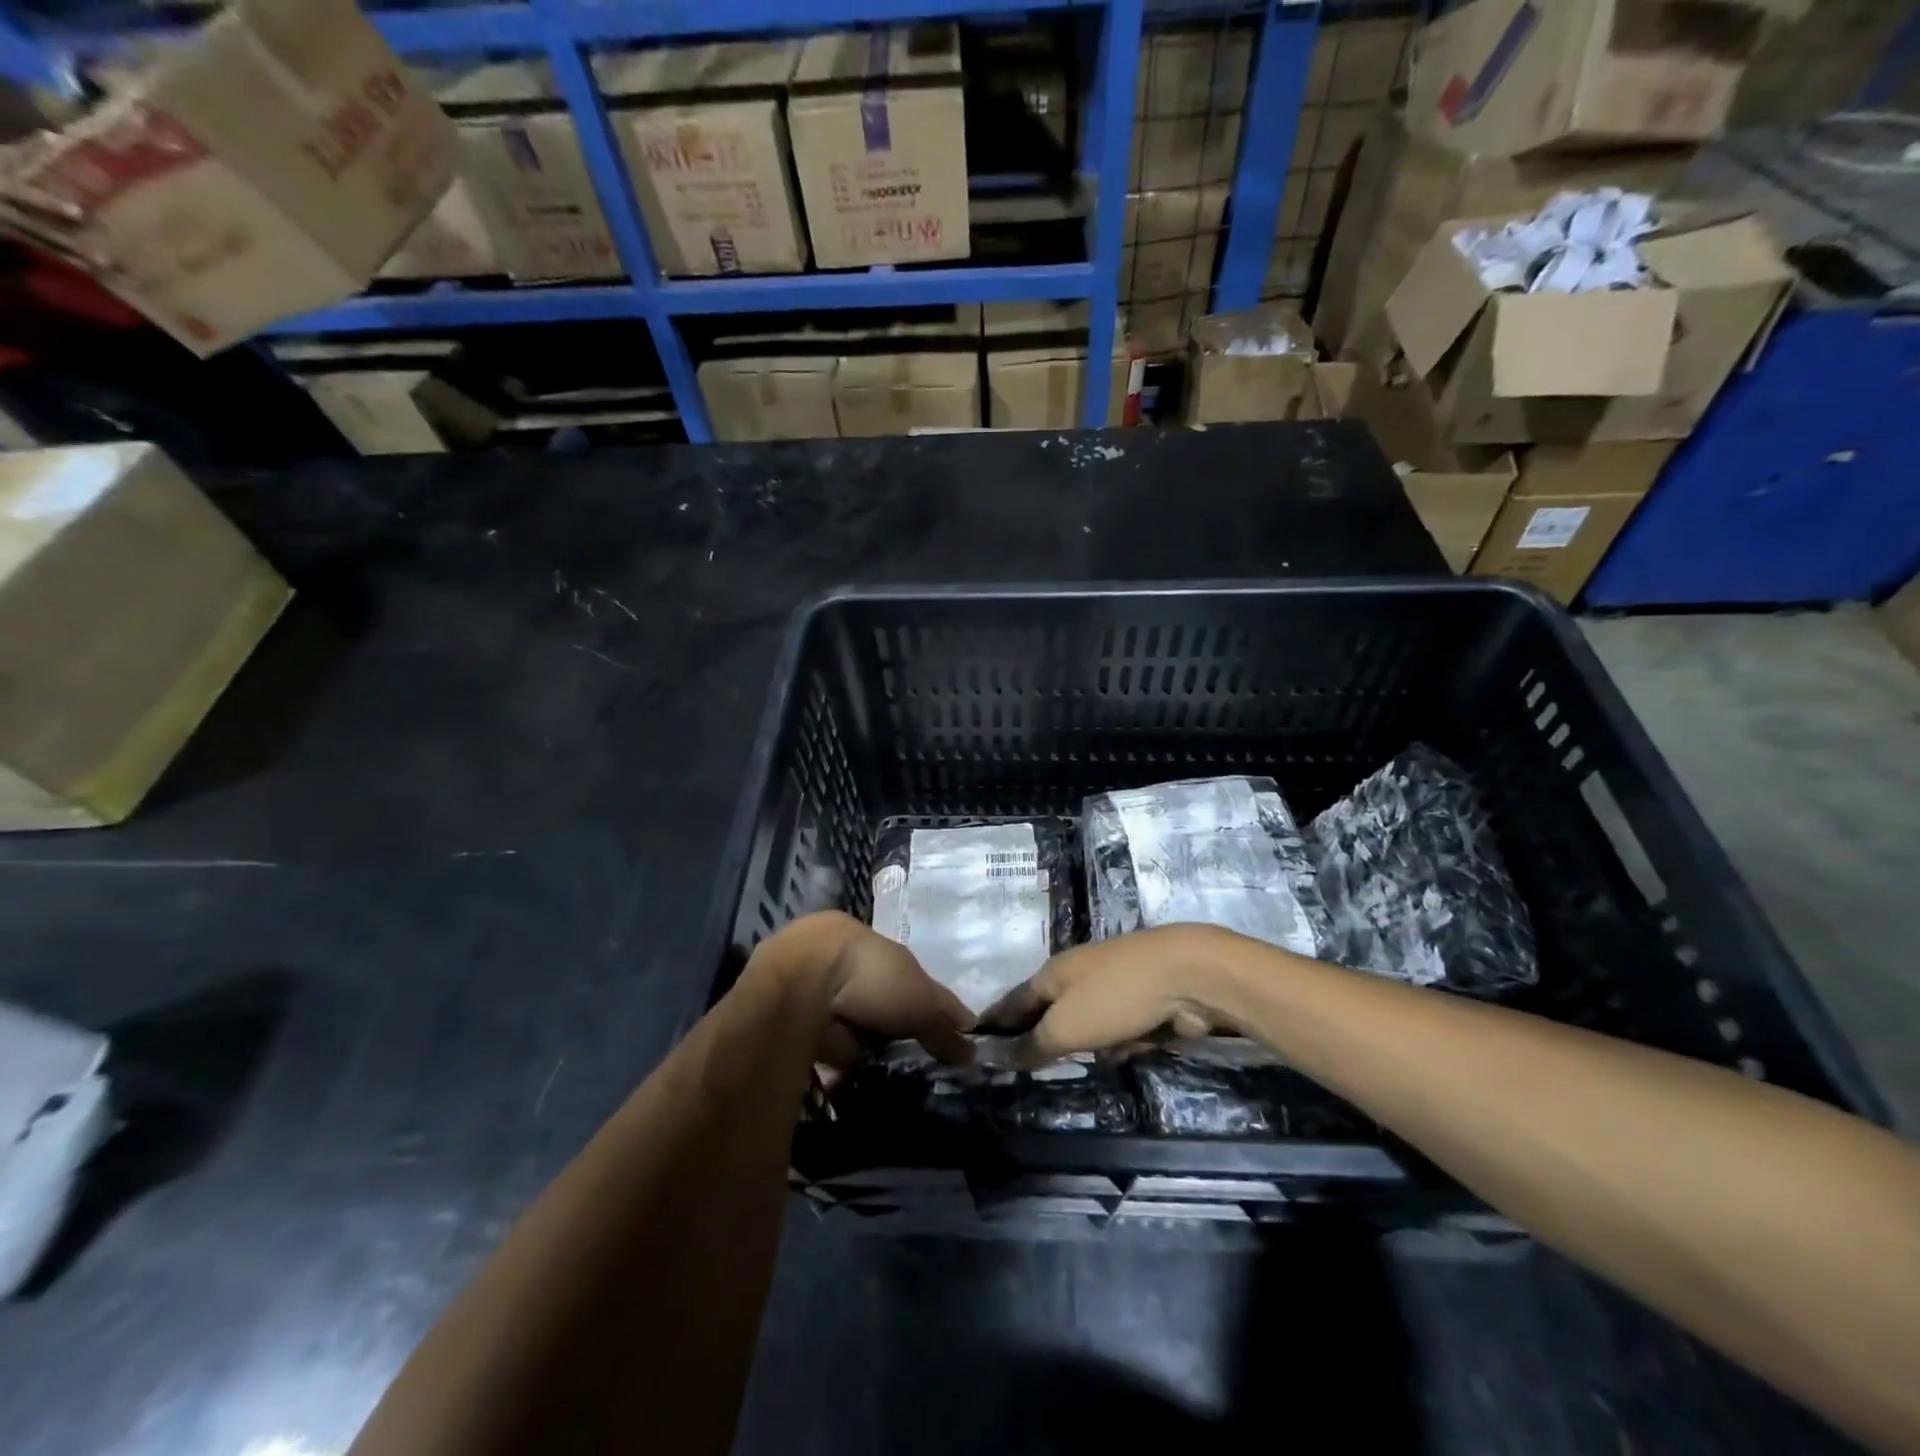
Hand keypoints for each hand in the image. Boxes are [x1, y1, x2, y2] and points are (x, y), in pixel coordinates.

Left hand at [761, 911, 974, 1070]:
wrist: (803, 986)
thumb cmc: (871, 977)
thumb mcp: (921, 1001)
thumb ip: (944, 1025)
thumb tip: (972, 1051)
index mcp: (873, 946)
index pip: (908, 975)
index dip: (925, 1002)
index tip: (942, 1031)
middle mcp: (844, 965)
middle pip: (877, 999)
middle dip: (893, 1025)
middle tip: (917, 1059)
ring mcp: (817, 993)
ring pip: (852, 1023)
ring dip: (866, 1045)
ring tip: (892, 1077)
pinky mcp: (798, 1023)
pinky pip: (828, 1048)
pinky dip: (841, 1064)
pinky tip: (859, 1083)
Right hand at [981, 924, 1250, 1064]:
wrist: (1187, 974)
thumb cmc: (1115, 995)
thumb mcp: (1066, 1027)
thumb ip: (1034, 1045)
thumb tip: (1003, 1057)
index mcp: (1054, 972)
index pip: (1015, 1000)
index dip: (996, 1020)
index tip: (977, 1038)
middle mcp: (1080, 974)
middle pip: (1053, 1011)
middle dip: (1046, 1037)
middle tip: (1032, 1065)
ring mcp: (1115, 984)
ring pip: (1090, 1023)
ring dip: (1091, 1044)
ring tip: (1089, 1060)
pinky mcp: (1146, 1000)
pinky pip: (1121, 1028)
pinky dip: (1123, 1042)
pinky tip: (1129, 1051)